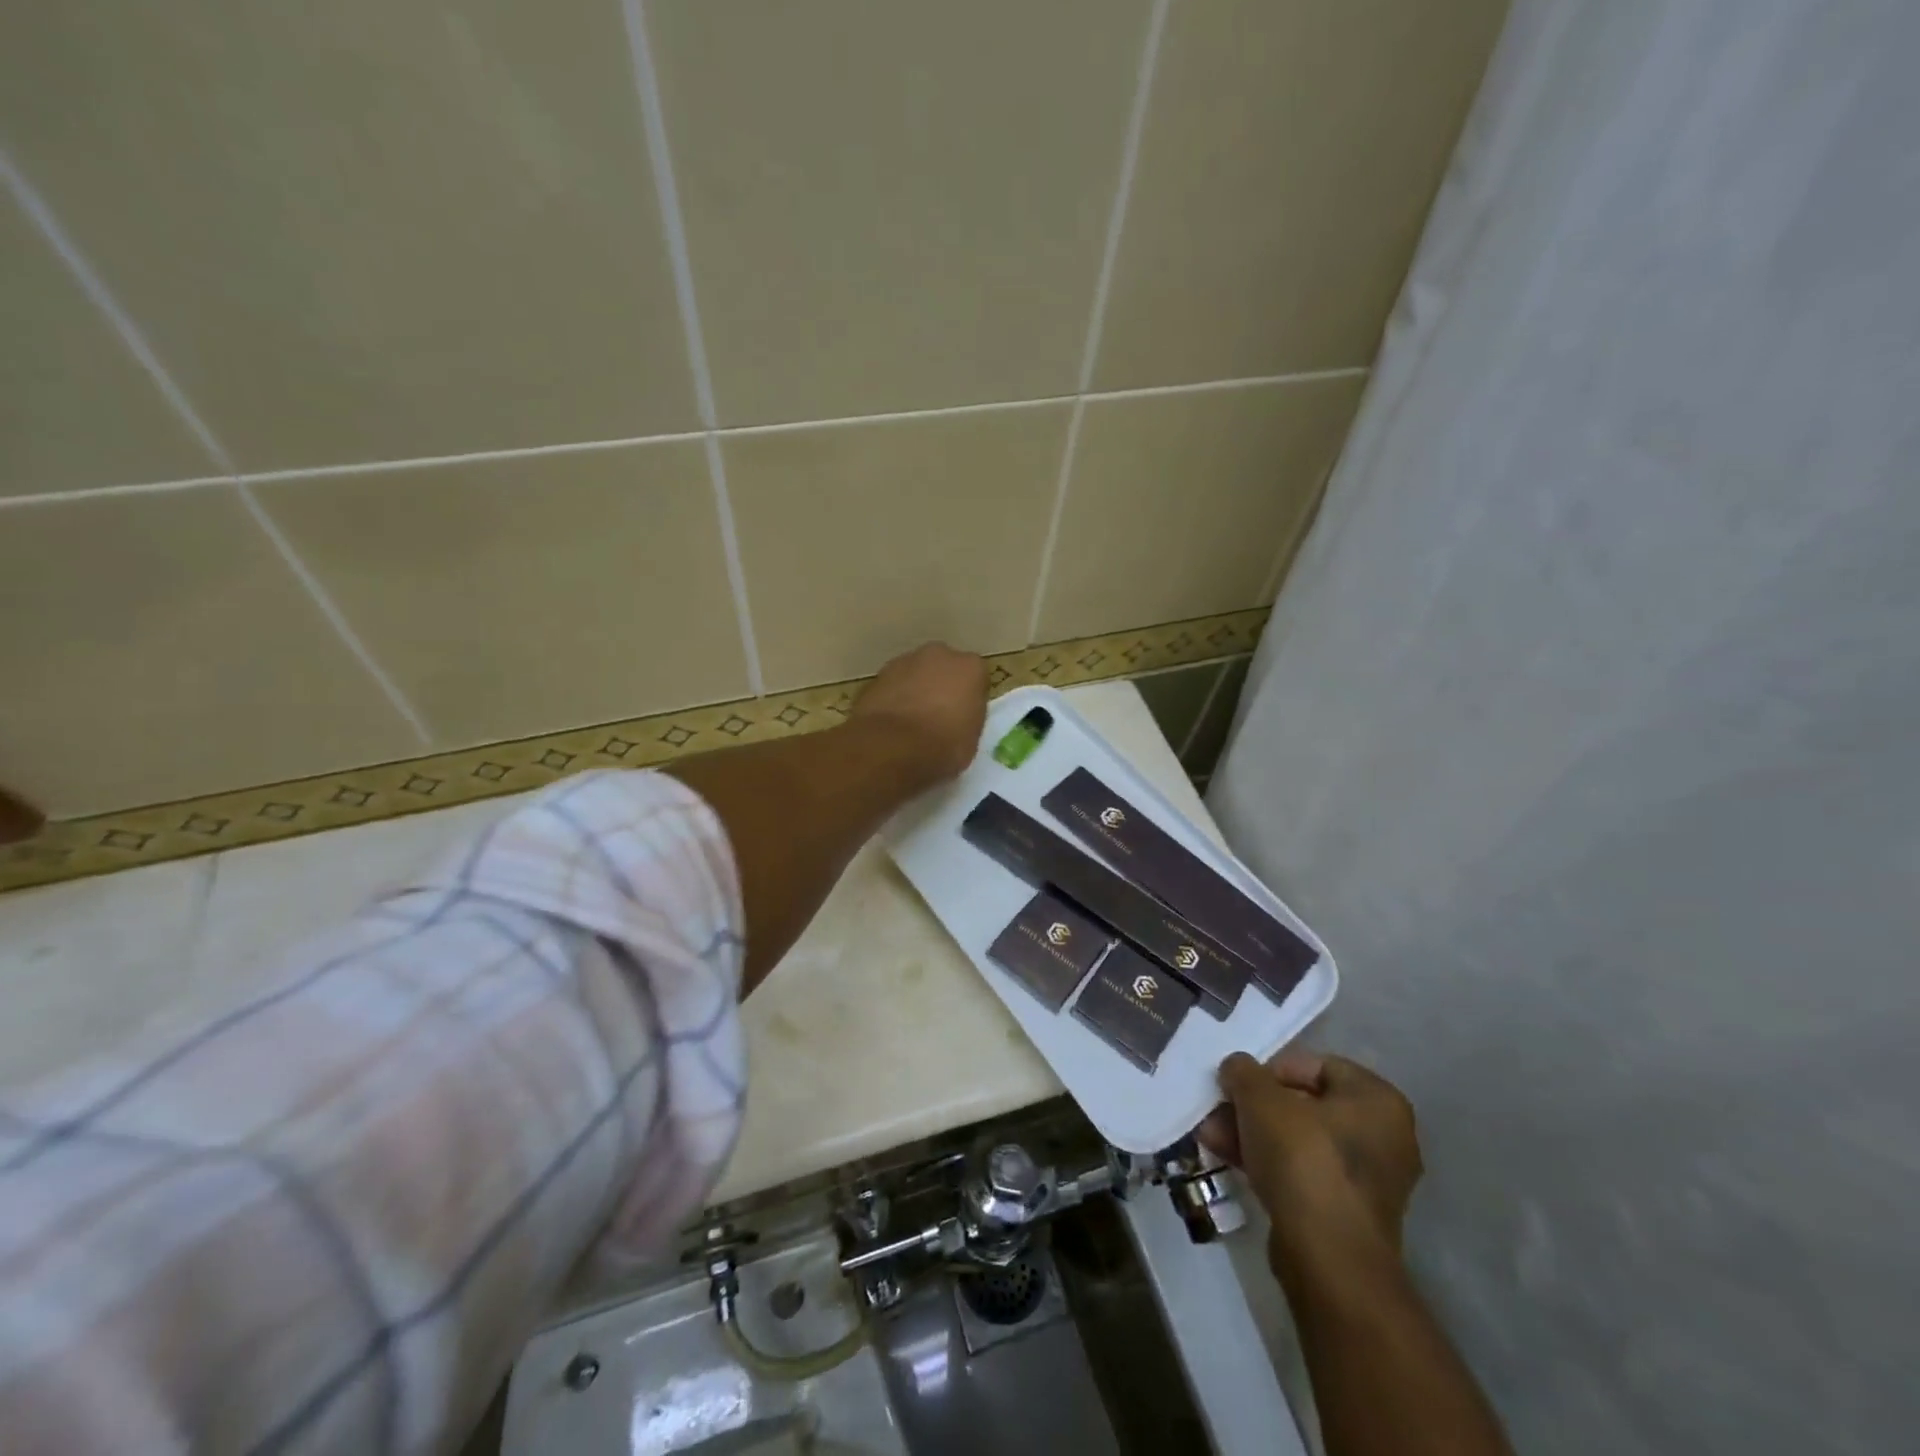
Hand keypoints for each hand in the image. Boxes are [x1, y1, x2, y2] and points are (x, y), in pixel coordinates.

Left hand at [850, 642, 989, 781]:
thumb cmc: (943, 746)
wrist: (891, 747)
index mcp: (970, 667)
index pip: (976, 679)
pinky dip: (893, 700)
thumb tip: (957, 721)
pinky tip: (891, 726)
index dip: (969, 700)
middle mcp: (939, 655)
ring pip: (915, 674)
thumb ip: (967, 719)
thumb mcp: (971, 740)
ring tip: (911, 724)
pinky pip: (892, 687)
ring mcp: (904, 661)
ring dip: (915, 691)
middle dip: (941, 687)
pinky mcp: (877, 676)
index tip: (964, 719)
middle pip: (944, 669)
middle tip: (938, 717)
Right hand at [1198, 1050, 1422, 1273]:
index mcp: (1377, 1100)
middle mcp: (1384, 1136)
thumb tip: (1236, 1068)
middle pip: (1303, 1104)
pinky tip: (1228, 1159)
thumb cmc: (1303, 1159)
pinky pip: (1302, 1171)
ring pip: (1298, 1139)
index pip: (1315, 1065)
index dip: (1270, 1070)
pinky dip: (1267, 1162)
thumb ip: (1243, 1072)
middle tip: (1218, 1110)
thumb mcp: (1260, 1099)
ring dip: (1252, 1133)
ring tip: (1211, 1136)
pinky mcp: (1347, 1212)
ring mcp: (1368, 1179)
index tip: (1239, 1084)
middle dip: (1253, 1106)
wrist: (1327, 1257)